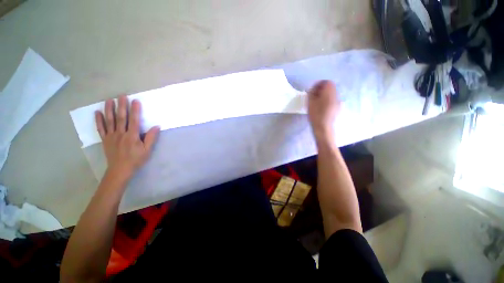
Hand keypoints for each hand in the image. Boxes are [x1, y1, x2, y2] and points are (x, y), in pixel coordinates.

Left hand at [95, 95, 159, 179]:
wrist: (120, 170)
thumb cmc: (136, 160)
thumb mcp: (147, 150)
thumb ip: (151, 138)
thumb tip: (156, 126)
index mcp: (132, 136)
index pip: (134, 120)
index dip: (135, 110)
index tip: (135, 101)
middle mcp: (120, 134)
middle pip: (121, 118)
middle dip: (122, 106)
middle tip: (121, 96)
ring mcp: (111, 136)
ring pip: (109, 121)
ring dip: (109, 110)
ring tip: (109, 100)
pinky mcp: (105, 139)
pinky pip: (101, 128)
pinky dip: (98, 120)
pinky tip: (97, 113)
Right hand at [307, 80, 340, 141]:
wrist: (324, 128)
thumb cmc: (316, 115)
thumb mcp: (310, 103)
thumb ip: (311, 93)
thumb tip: (312, 89)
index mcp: (330, 93)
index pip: (327, 82)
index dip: (320, 84)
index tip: (313, 89)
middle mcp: (336, 96)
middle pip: (331, 88)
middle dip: (322, 89)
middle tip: (314, 95)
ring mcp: (338, 102)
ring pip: (332, 94)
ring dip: (325, 95)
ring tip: (317, 102)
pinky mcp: (338, 108)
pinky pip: (333, 100)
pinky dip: (327, 100)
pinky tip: (321, 107)